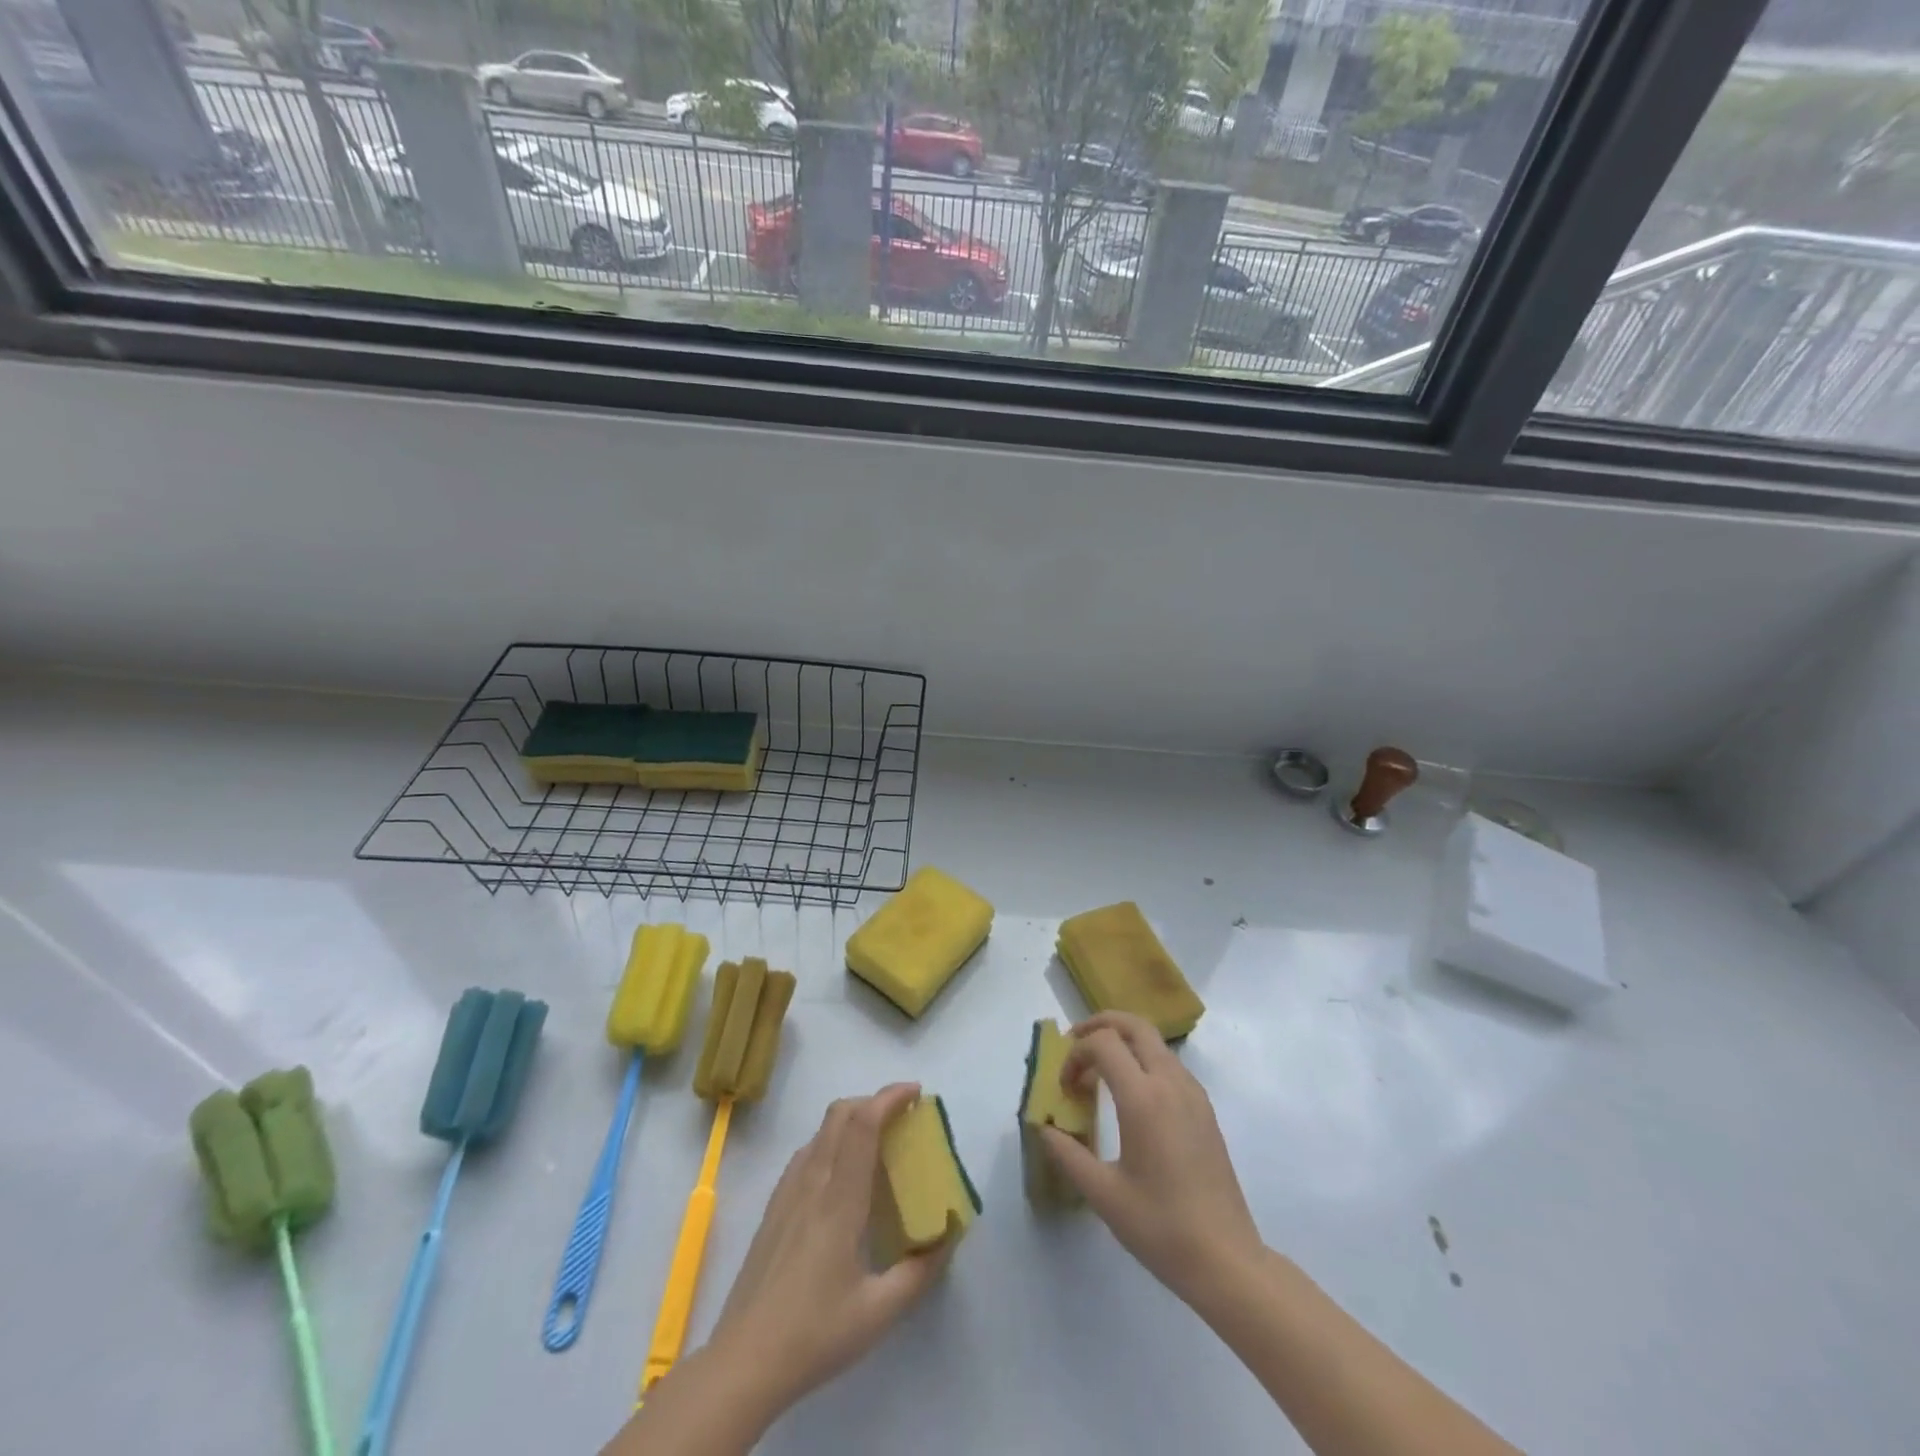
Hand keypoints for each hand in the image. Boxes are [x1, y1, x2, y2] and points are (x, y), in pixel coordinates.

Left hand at [708, 1083, 949, 1413]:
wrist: (742, 1362)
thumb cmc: (814, 1335)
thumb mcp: (879, 1313)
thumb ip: (919, 1272)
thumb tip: (948, 1236)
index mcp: (840, 1200)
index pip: (863, 1125)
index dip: (889, 1098)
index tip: (915, 1092)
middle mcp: (812, 1183)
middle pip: (839, 1114)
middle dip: (873, 1101)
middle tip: (902, 1117)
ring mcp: (787, 1192)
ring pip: (821, 1131)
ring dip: (851, 1119)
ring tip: (877, 1143)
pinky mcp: (774, 1207)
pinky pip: (806, 1154)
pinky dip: (831, 1142)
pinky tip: (842, 1176)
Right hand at [1041, 1012, 1262, 1306]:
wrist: (1226, 1260)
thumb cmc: (1161, 1227)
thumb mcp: (1103, 1195)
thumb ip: (1068, 1154)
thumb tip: (1044, 1127)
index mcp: (1143, 1098)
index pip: (1103, 1044)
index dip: (1076, 1055)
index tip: (1065, 1087)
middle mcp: (1170, 1083)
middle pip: (1134, 1025)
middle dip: (1100, 1025)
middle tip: (1075, 1044)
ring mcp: (1193, 1094)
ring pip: (1154, 1042)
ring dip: (1123, 1042)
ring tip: (1099, 1072)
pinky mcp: (1204, 1109)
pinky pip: (1169, 1064)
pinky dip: (1144, 1060)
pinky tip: (1132, 1096)